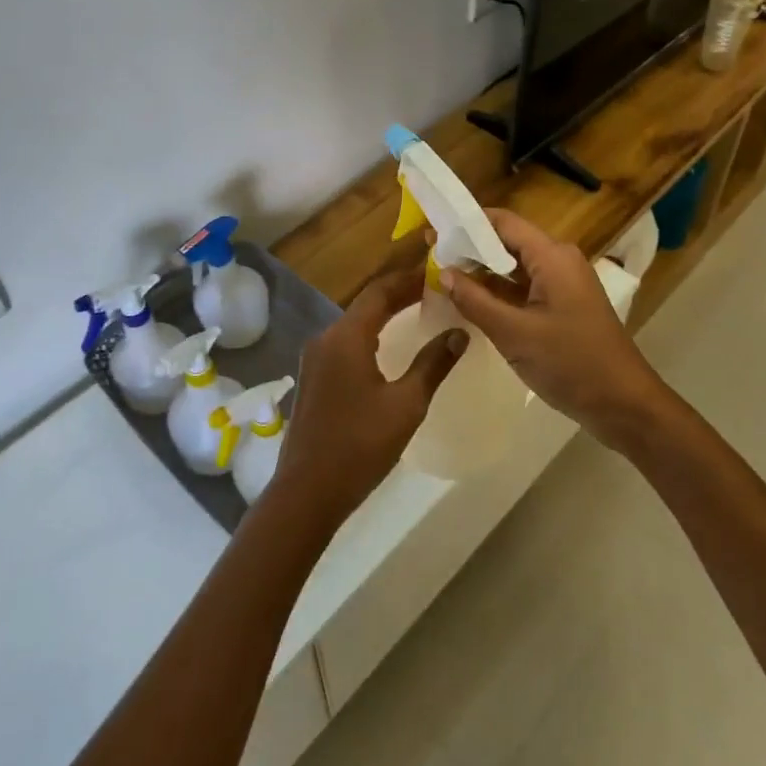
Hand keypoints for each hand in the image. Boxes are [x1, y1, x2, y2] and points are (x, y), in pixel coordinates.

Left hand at [272, 269, 467, 525]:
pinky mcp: (312, 379)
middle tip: (433, 293)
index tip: (435, 274)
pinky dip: (369, 336)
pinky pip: (344, 344)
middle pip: (365, 305)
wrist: (306, 491)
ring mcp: (314, 359)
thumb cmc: (359, 445)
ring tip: (416, 314)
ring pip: (353, 324)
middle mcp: (325, 338)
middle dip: (398, 296)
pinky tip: (387, 349)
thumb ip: (433, 365)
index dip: (407, 279)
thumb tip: (459, 333)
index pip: (379, 291)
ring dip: (383, 316)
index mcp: (346, 337)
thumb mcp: (405, 405)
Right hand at [443, 208, 663, 446]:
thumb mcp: (514, 334)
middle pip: (507, 241)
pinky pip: (525, 287)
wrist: (625, 406)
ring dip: (482, 271)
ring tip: (443, 277)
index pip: (502, 222)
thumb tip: (444, 272)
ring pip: (515, 266)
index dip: (466, 223)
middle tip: (430, 256)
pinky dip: (499, 291)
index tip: (432, 231)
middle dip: (470, 248)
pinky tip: (472, 301)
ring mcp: (564, 284)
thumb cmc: (571, 364)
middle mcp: (559, 260)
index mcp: (552, 256)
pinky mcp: (564, 305)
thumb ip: (475, 300)